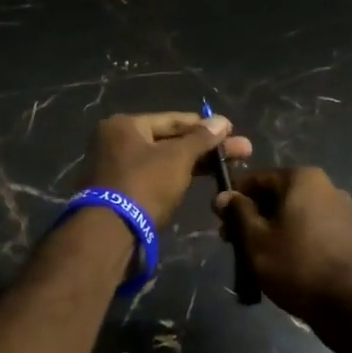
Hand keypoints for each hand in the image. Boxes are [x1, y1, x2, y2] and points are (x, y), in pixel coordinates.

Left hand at [82, 112, 252, 226]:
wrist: (110, 233)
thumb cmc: (144, 184)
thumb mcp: (177, 158)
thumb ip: (200, 139)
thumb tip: (222, 121)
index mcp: (124, 125)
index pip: (172, 119)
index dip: (204, 125)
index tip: (232, 130)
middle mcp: (115, 142)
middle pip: (168, 140)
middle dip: (205, 147)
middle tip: (241, 151)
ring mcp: (115, 168)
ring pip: (162, 161)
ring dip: (193, 164)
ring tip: (227, 167)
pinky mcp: (120, 193)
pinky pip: (154, 178)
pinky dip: (175, 178)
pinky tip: (199, 180)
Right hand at [216, 167, 351, 335]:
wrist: (350, 303)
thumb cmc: (296, 263)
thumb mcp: (256, 238)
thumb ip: (238, 213)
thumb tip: (223, 195)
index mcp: (302, 178)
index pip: (257, 179)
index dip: (234, 198)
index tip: (218, 220)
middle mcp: (325, 186)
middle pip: (276, 195)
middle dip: (251, 216)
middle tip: (231, 242)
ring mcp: (339, 211)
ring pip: (292, 213)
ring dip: (269, 229)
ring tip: (252, 256)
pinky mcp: (346, 235)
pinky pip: (308, 228)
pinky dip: (290, 238)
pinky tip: (278, 261)